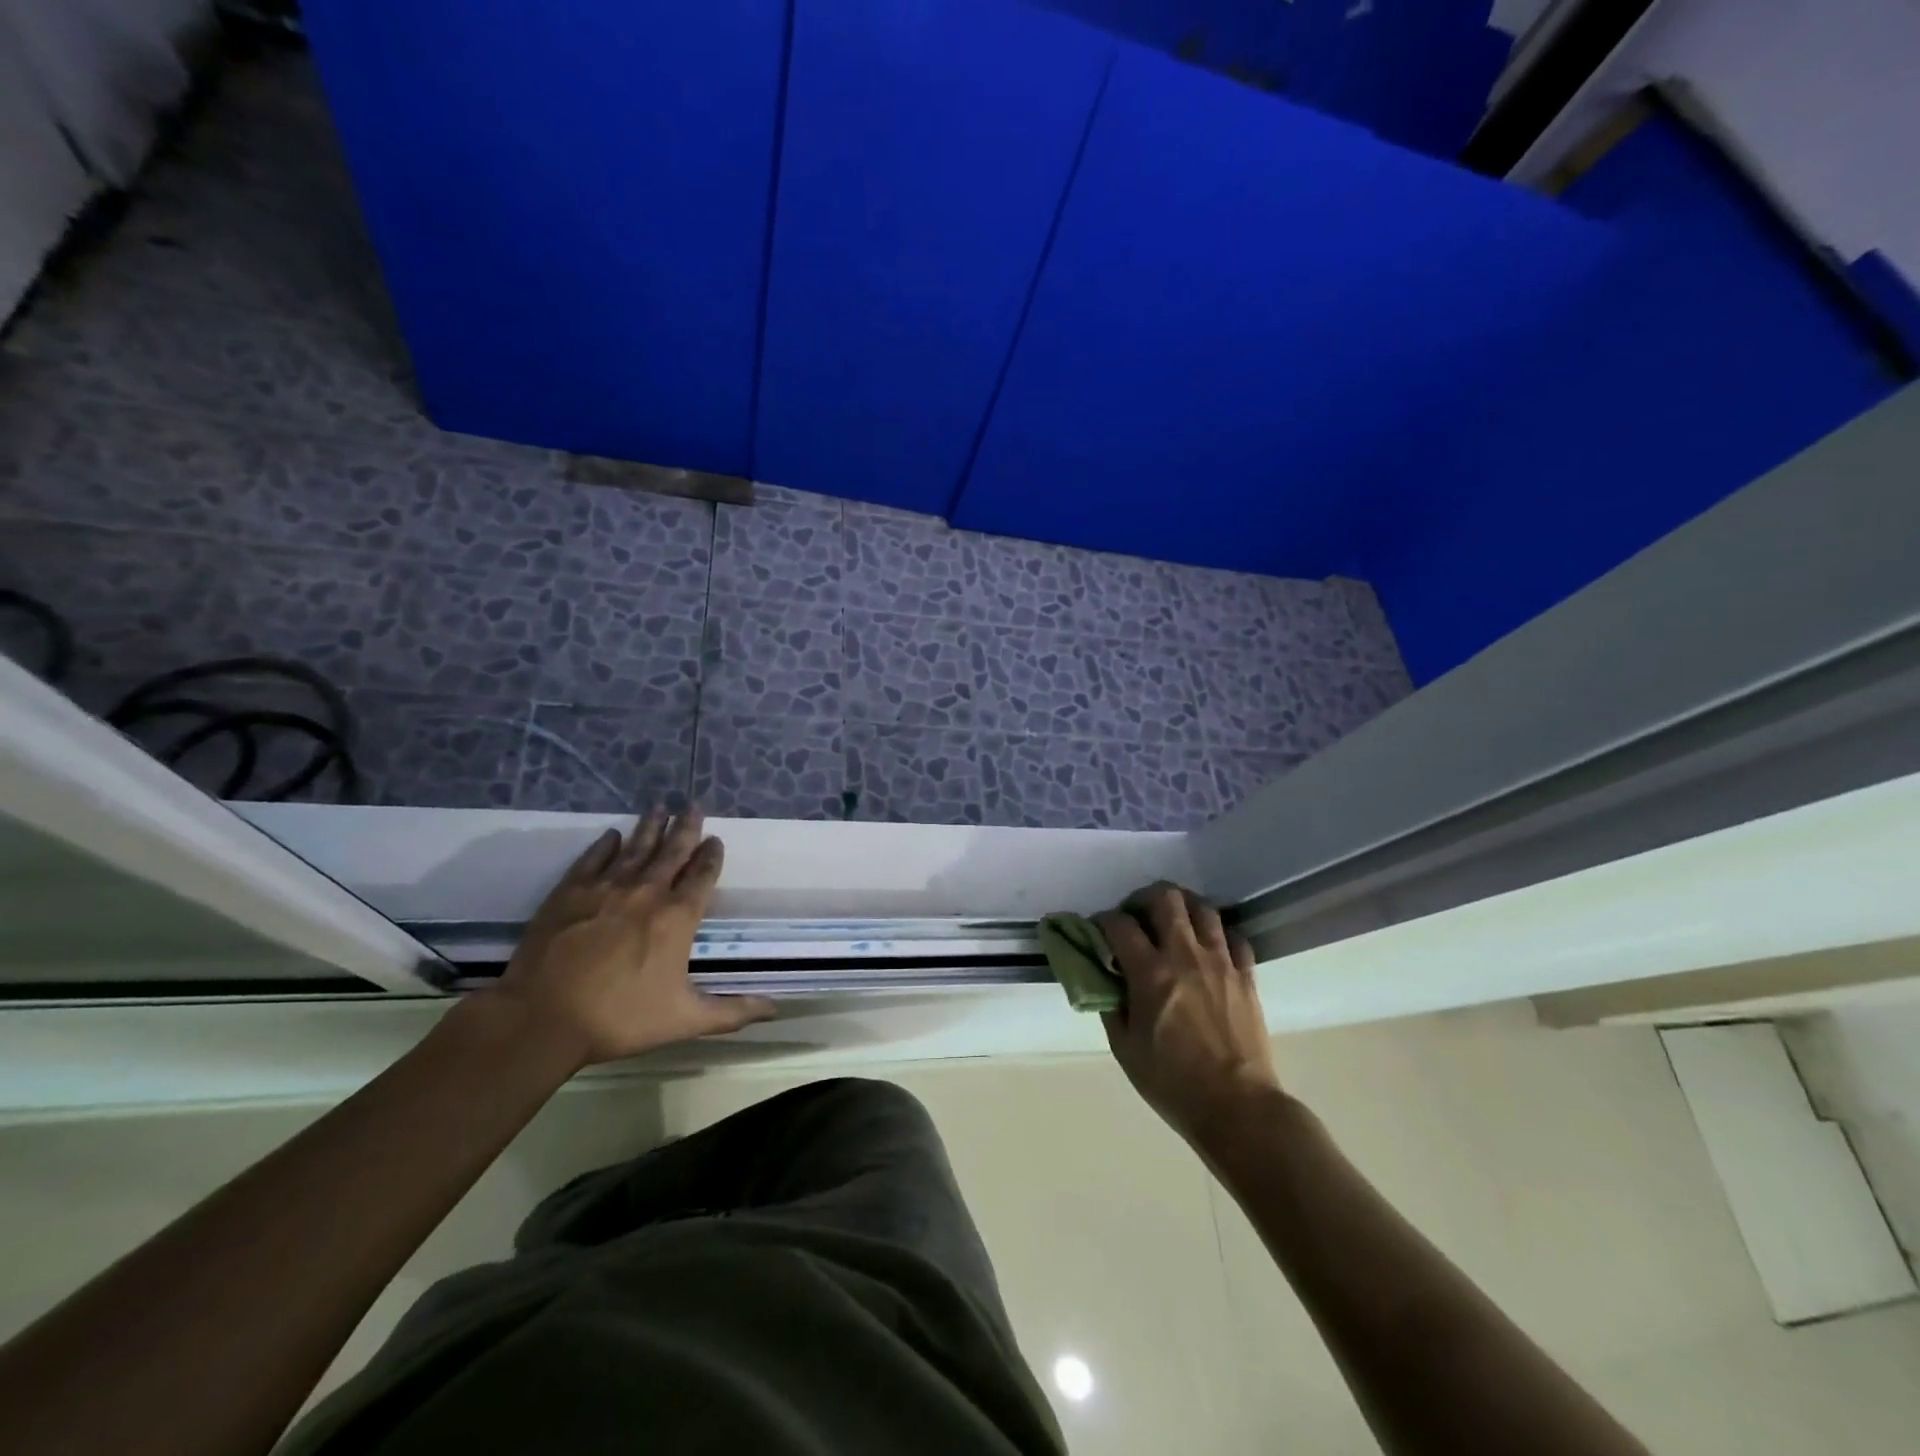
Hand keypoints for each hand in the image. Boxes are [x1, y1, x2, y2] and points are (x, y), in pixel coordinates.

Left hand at [483, 806, 775, 1067]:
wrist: (542, 1018)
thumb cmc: (620, 1018)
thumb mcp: (685, 1019)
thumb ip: (732, 1011)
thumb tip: (776, 1009)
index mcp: (677, 917)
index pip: (702, 875)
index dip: (711, 856)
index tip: (716, 839)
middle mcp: (647, 892)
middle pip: (672, 851)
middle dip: (686, 827)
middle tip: (693, 806)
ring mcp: (606, 888)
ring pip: (635, 848)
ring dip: (650, 827)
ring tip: (660, 806)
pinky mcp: (569, 893)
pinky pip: (593, 859)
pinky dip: (605, 846)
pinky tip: (612, 836)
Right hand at [1096, 883, 1280, 1151]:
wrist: (1239, 1108)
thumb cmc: (1173, 1083)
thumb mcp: (1125, 1049)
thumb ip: (1111, 1005)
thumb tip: (1106, 980)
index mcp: (1151, 973)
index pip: (1120, 924)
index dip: (1103, 920)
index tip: (1099, 930)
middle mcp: (1185, 956)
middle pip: (1165, 897)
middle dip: (1143, 898)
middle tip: (1136, 916)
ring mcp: (1221, 962)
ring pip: (1203, 908)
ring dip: (1182, 907)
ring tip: (1172, 923)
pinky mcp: (1246, 976)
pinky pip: (1233, 936)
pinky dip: (1217, 934)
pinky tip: (1208, 947)